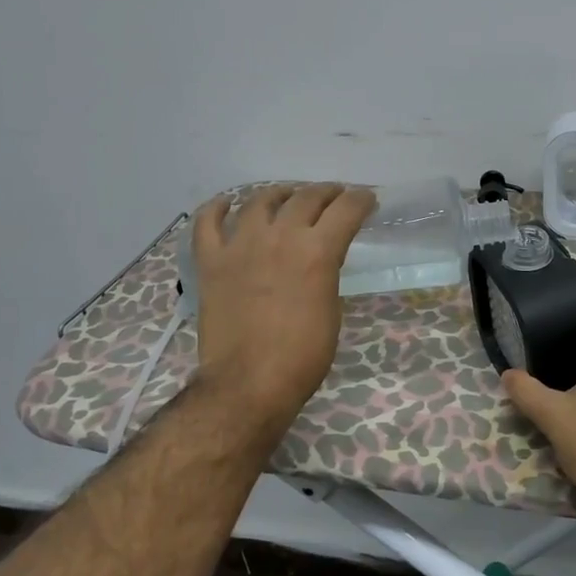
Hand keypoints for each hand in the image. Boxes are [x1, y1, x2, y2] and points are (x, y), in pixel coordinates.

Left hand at [190, 183, 375, 437]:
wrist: (248, 383)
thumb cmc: (302, 356)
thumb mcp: (331, 309)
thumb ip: (326, 273)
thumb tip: (320, 261)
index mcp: (317, 251)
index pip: (346, 209)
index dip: (361, 200)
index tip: (367, 200)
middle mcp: (280, 237)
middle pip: (306, 197)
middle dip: (327, 192)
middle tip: (334, 196)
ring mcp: (240, 245)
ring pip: (260, 200)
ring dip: (280, 193)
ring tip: (287, 195)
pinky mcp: (211, 260)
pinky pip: (207, 222)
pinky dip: (218, 208)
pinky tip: (228, 204)